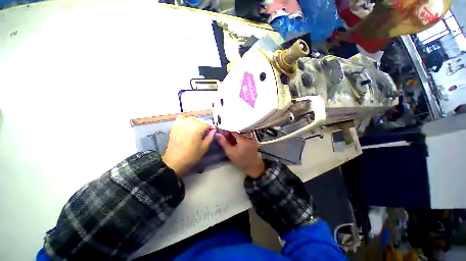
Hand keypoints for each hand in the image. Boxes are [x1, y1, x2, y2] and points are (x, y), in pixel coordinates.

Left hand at [162, 116, 214, 174]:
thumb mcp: (204, 147)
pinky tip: (187, 126)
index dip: (211, 127)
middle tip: (206, 131)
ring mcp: (181, 123)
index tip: (212, 131)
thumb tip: (213, 130)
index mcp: (198, 128)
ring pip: (192, 118)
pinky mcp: (175, 126)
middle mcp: (190, 123)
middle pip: (200, 120)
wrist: (175, 161)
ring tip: (197, 129)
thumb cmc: (192, 155)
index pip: (207, 124)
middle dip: (204, 125)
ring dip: (196, 122)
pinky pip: (182, 118)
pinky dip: (186, 120)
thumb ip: (210, 137)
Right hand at [216, 132, 264, 178]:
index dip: (227, 131)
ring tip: (231, 140)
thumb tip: (218, 134)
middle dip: (231, 134)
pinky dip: (240, 138)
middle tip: (225, 137)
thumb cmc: (240, 160)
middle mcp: (248, 137)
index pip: (233, 131)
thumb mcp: (230, 152)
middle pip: (237, 132)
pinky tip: (237, 142)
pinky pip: (245, 137)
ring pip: (241, 134)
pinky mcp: (253, 141)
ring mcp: (251, 138)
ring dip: (235, 136)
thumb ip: (223, 143)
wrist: (252, 166)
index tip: (222, 134)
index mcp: (242, 139)